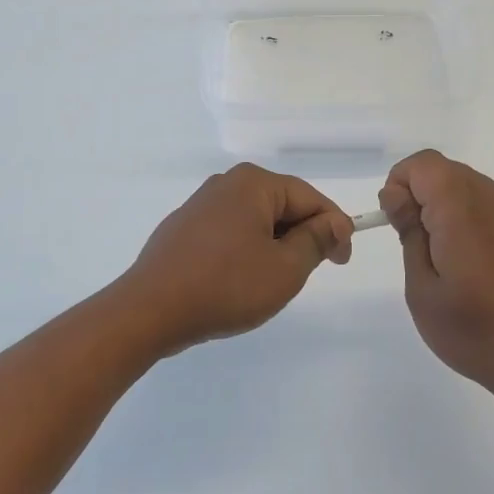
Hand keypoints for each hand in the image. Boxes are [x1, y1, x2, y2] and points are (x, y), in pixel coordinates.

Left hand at [115, 163, 353, 354]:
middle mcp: (226, 183)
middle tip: (312, 272)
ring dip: (274, 246)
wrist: (150, 310)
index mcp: (253, 183)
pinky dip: (245, 251)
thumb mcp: (285, 268)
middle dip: (302, 236)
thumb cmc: (227, 285)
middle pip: (281, 206)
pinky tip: (239, 281)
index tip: (343, 260)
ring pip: (255, 221)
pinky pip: (229, 233)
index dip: (334, 227)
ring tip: (274, 281)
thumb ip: (316, 241)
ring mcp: (200, 205)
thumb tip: (334, 222)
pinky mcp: (183, 229)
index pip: (310, 198)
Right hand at [379, 149, 493, 400]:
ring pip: (461, 182)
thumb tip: (396, 194)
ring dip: (439, 204)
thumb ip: (409, 232)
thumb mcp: (423, 288)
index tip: (397, 225)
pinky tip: (463, 260)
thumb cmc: (474, 331)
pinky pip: (481, 201)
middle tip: (413, 243)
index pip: (422, 164)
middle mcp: (488, 199)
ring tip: (436, 255)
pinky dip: (461, 215)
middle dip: (417, 193)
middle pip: (442, 169)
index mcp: (461, 209)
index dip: (400, 186)